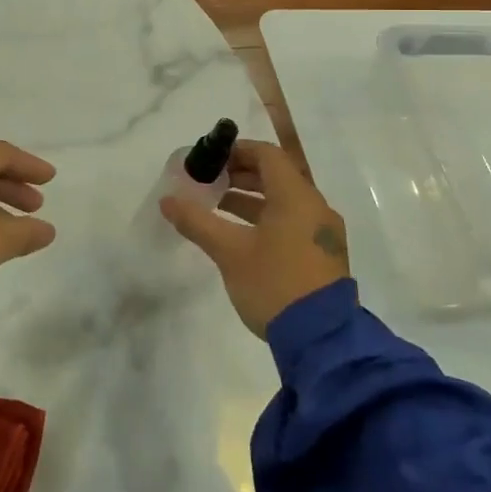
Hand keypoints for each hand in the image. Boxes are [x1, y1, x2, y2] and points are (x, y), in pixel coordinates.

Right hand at [162, 140, 350, 337]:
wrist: (322, 340)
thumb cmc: (274, 283)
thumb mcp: (229, 251)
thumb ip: (197, 222)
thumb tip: (167, 200)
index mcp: (296, 196)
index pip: (267, 155)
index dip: (237, 151)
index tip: (210, 159)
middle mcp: (315, 207)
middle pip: (276, 176)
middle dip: (240, 175)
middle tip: (209, 182)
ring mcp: (322, 232)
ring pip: (284, 201)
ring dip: (251, 199)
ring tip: (218, 207)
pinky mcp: (323, 255)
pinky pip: (292, 222)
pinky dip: (266, 219)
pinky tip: (241, 236)